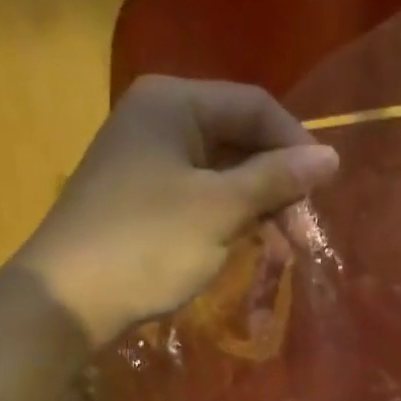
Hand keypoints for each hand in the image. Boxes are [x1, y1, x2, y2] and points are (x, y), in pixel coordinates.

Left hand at [19, 76, 339, 345]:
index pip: (255, 106)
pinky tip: (249, 245)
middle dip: (279, 184)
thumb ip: (277, 178)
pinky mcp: (143, 197)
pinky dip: (230, 218)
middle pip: (240, 138)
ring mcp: (148, 159)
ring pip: (223, 171)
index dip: (297, 146)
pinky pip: (202, 195)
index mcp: (174, 102)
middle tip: (304, 235)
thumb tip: (332, 157)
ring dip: (259, 206)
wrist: (68, 298)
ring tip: (284, 248)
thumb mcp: (221, 209)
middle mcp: (159, 118)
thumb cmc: (148, 244)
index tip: (325, 193)